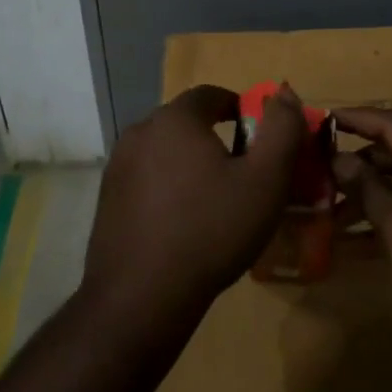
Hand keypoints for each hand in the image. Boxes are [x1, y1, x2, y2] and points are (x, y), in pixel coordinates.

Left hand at [81, 84, 305, 332]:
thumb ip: (282, 129)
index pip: (211, 95)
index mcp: (175, 119)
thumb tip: (284, 93)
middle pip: (186, 123)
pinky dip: (167, 189)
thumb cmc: (211, 230)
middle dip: (216, 139)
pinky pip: (146, 180)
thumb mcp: (265, 180)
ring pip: (165, 152)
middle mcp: (140, 132)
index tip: (258, 138)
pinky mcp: (106, 200)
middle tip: (242, 173)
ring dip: (190, 165)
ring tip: (214, 201)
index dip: (240, 109)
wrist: (141, 298)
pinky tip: (183, 224)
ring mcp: (117, 167)